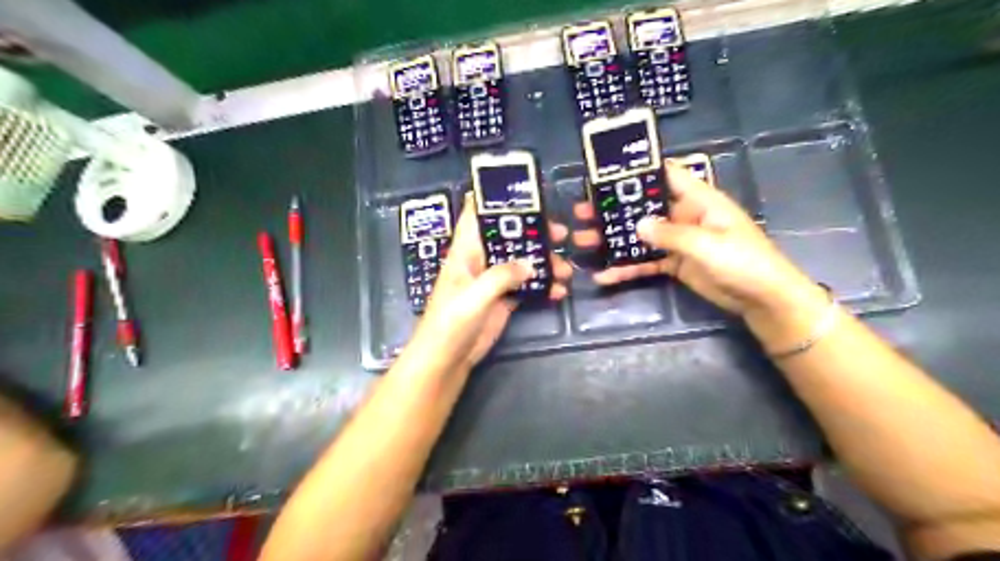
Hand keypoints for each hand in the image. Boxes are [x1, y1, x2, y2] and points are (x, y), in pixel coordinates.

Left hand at [403, 195, 568, 374]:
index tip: (520, 191)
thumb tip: (530, 263)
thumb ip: (501, 276)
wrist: (447, 359)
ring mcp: (492, 281)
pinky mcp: (502, 300)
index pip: (476, 216)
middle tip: (561, 234)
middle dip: (533, 233)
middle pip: (508, 237)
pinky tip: (558, 291)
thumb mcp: (474, 296)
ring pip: (521, 262)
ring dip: (543, 263)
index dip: (492, 199)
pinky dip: (542, 286)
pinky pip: (526, 286)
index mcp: (466, 251)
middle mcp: (480, 261)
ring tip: (566, 270)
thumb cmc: (451, 322)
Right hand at [571, 162, 819, 320]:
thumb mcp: (706, 244)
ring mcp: (678, 240)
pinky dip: (627, 268)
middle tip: (582, 212)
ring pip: (640, 236)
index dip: (639, 171)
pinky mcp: (674, 263)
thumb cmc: (743, 261)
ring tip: (583, 241)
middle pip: (643, 207)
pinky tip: (605, 275)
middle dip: (613, 210)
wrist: (762, 299)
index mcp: (698, 200)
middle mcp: (684, 215)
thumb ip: (671, 234)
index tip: (607, 172)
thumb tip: (637, 225)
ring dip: (613, 239)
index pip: (666, 175)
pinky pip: (646, 262)